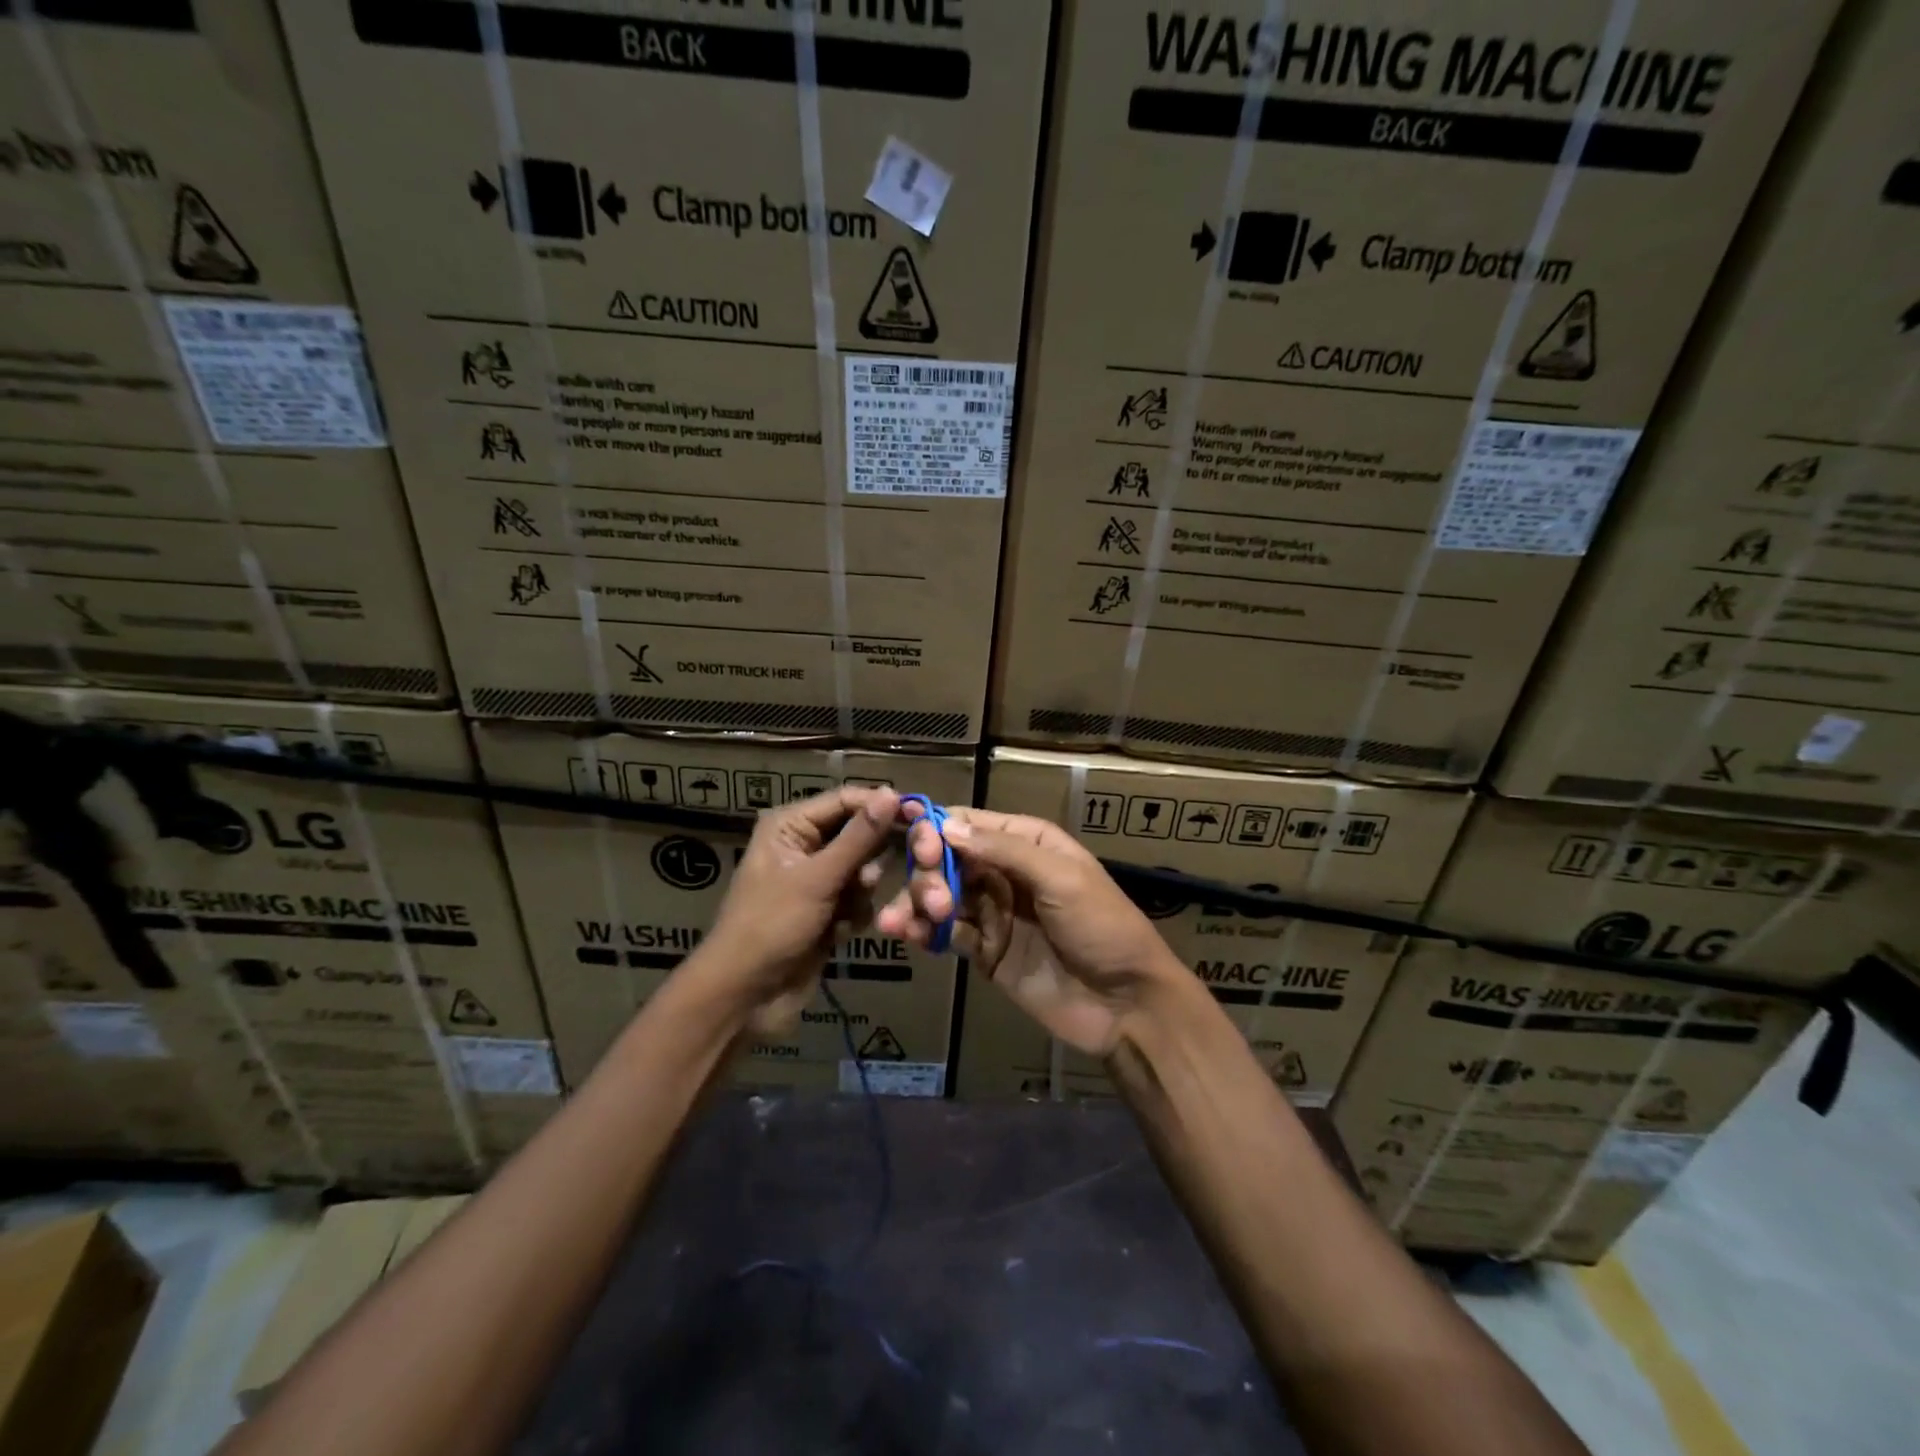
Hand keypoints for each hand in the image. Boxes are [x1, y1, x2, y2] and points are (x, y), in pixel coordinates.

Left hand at [692, 785, 900, 1033]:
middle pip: (858, 834)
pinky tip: (838, 933)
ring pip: (863, 869)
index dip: (880, 805)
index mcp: (790, 825)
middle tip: (868, 881)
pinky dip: (855, 914)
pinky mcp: (826, 910)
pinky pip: (858, 898)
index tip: (920, 815)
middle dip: (869, 860)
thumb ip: (859, 837)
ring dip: (860, 892)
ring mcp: (816, 880)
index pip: (846, 800)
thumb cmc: (772, 926)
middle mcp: (803, 845)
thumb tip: (892, 793)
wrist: (747, 997)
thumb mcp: (818, 878)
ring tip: (844, 913)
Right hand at [876, 806, 1180, 1055]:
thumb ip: (1004, 850)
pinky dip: (923, 932)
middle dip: (928, 872)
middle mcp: (1005, 871)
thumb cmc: (1102, 927)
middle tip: (933, 899)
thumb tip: (947, 826)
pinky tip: (909, 937)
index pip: (969, 824)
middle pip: (947, 859)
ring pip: (940, 896)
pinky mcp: (985, 951)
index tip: (919, 848)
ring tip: (900, 923)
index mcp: (1027, 843)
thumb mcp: (1061, 878)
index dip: (937, 830)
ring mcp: (993, 912)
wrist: (1127, 1004)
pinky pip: (946, 934)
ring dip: (918, 903)